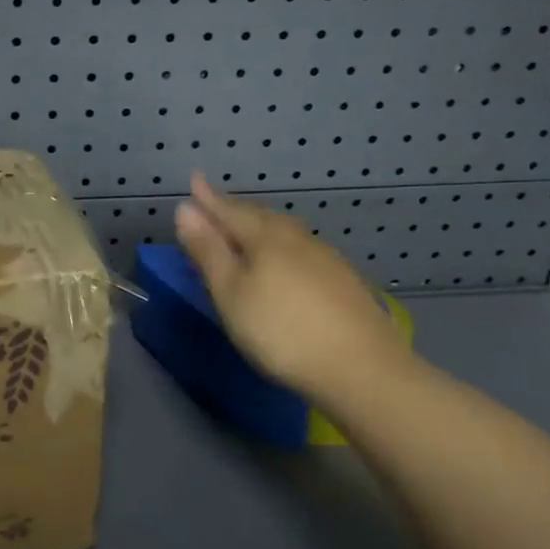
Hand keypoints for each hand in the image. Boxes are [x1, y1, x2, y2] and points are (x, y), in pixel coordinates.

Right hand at [174, 174, 416, 405]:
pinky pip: (302, 249)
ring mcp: (326, 258)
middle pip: (260, 216)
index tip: (194, 178)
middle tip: (215, 204)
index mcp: (265, 238)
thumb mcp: (231, 294)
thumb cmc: (281, 331)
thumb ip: (208, 251)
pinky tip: (286, 259)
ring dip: (261, 225)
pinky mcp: (344, 281)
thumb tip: (185, 209)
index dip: (208, 198)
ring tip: (247, 228)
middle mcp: (297, 239)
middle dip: (235, 208)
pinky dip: (282, 245)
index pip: (229, 210)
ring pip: (285, 231)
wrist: (364, 369)